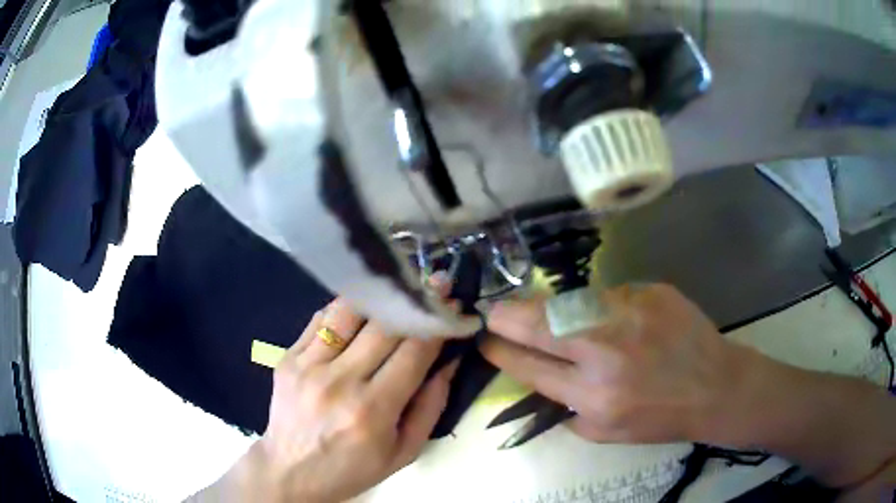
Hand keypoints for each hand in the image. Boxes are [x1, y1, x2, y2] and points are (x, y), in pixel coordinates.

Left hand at [194, 297, 459, 502]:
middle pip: (384, 325)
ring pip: (349, 311)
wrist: (290, 471)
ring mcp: (308, 365)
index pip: (414, 352)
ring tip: (398, 286)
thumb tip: (449, 363)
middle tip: (436, 284)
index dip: (439, 324)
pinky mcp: (287, 357)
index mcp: (372, 410)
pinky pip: (320, 319)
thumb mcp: (404, 452)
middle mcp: (339, 382)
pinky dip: (345, 308)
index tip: (455, 307)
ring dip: (379, 296)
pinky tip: (361, 306)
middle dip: (416, 301)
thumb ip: (431, 407)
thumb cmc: (352, 468)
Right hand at [481, 284, 744, 443]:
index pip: (530, 367)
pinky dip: (599, 307)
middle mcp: (606, 352)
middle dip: (506, 318)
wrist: (715, 386)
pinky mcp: (650, 291)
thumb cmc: (660, 418)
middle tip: (492, 312)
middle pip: (539, 326)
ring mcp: (630, 314)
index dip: (502, 353)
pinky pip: (609, 296)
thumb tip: (536, 378)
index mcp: (593, 396)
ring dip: (548, 309)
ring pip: (569, 302)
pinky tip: (613, 320)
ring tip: (540, 311)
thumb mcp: (605, 432)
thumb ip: (566, 408)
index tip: (486, 342)